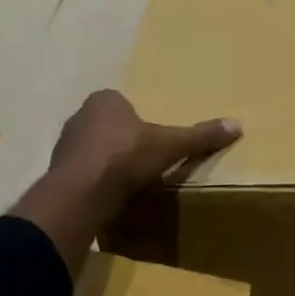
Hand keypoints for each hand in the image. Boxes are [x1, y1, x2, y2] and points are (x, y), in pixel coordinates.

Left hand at [14, 90, 240, 270]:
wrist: (81, 194)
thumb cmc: (126, 157)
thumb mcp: (170, 145)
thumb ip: (200, 136)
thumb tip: (237, 124)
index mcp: (104, 101)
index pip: (123, 104)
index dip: (138, 120)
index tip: (153, 139)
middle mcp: (79, 116)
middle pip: (107, 126)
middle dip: (122, 140)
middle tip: (144, 159)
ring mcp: (65, 145)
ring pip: (92, 149)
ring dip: (106, 162)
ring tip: (128, 180)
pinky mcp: (57, 173)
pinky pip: (82, 173)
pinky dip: (95, 181)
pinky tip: (110, 194)